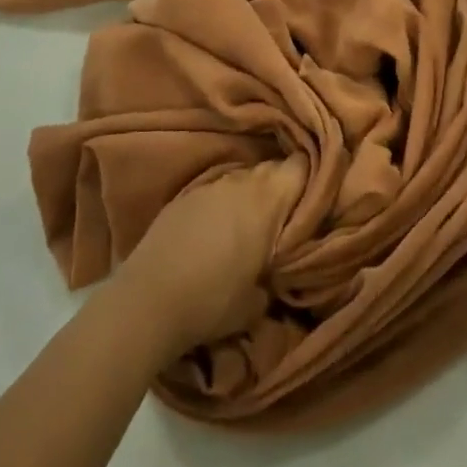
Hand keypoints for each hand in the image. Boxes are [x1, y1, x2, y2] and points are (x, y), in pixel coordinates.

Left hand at [112, 157, 304, 360]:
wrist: (148, 300)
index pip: (301, 166)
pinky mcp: (184, 195)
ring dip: (251, 195)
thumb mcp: (260, 299)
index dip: (313, 176)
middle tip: (288, 215)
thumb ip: (278, 270)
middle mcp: (240, 182)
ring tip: (252, 223)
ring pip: (243, 178)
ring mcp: (210, 185)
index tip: (318, 194)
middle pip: (272, 169)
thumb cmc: (213, 300)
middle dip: (283, 187)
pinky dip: (224, 203)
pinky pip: (216, 189)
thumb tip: (279, 264)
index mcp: (267, 200)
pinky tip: (217, 229)